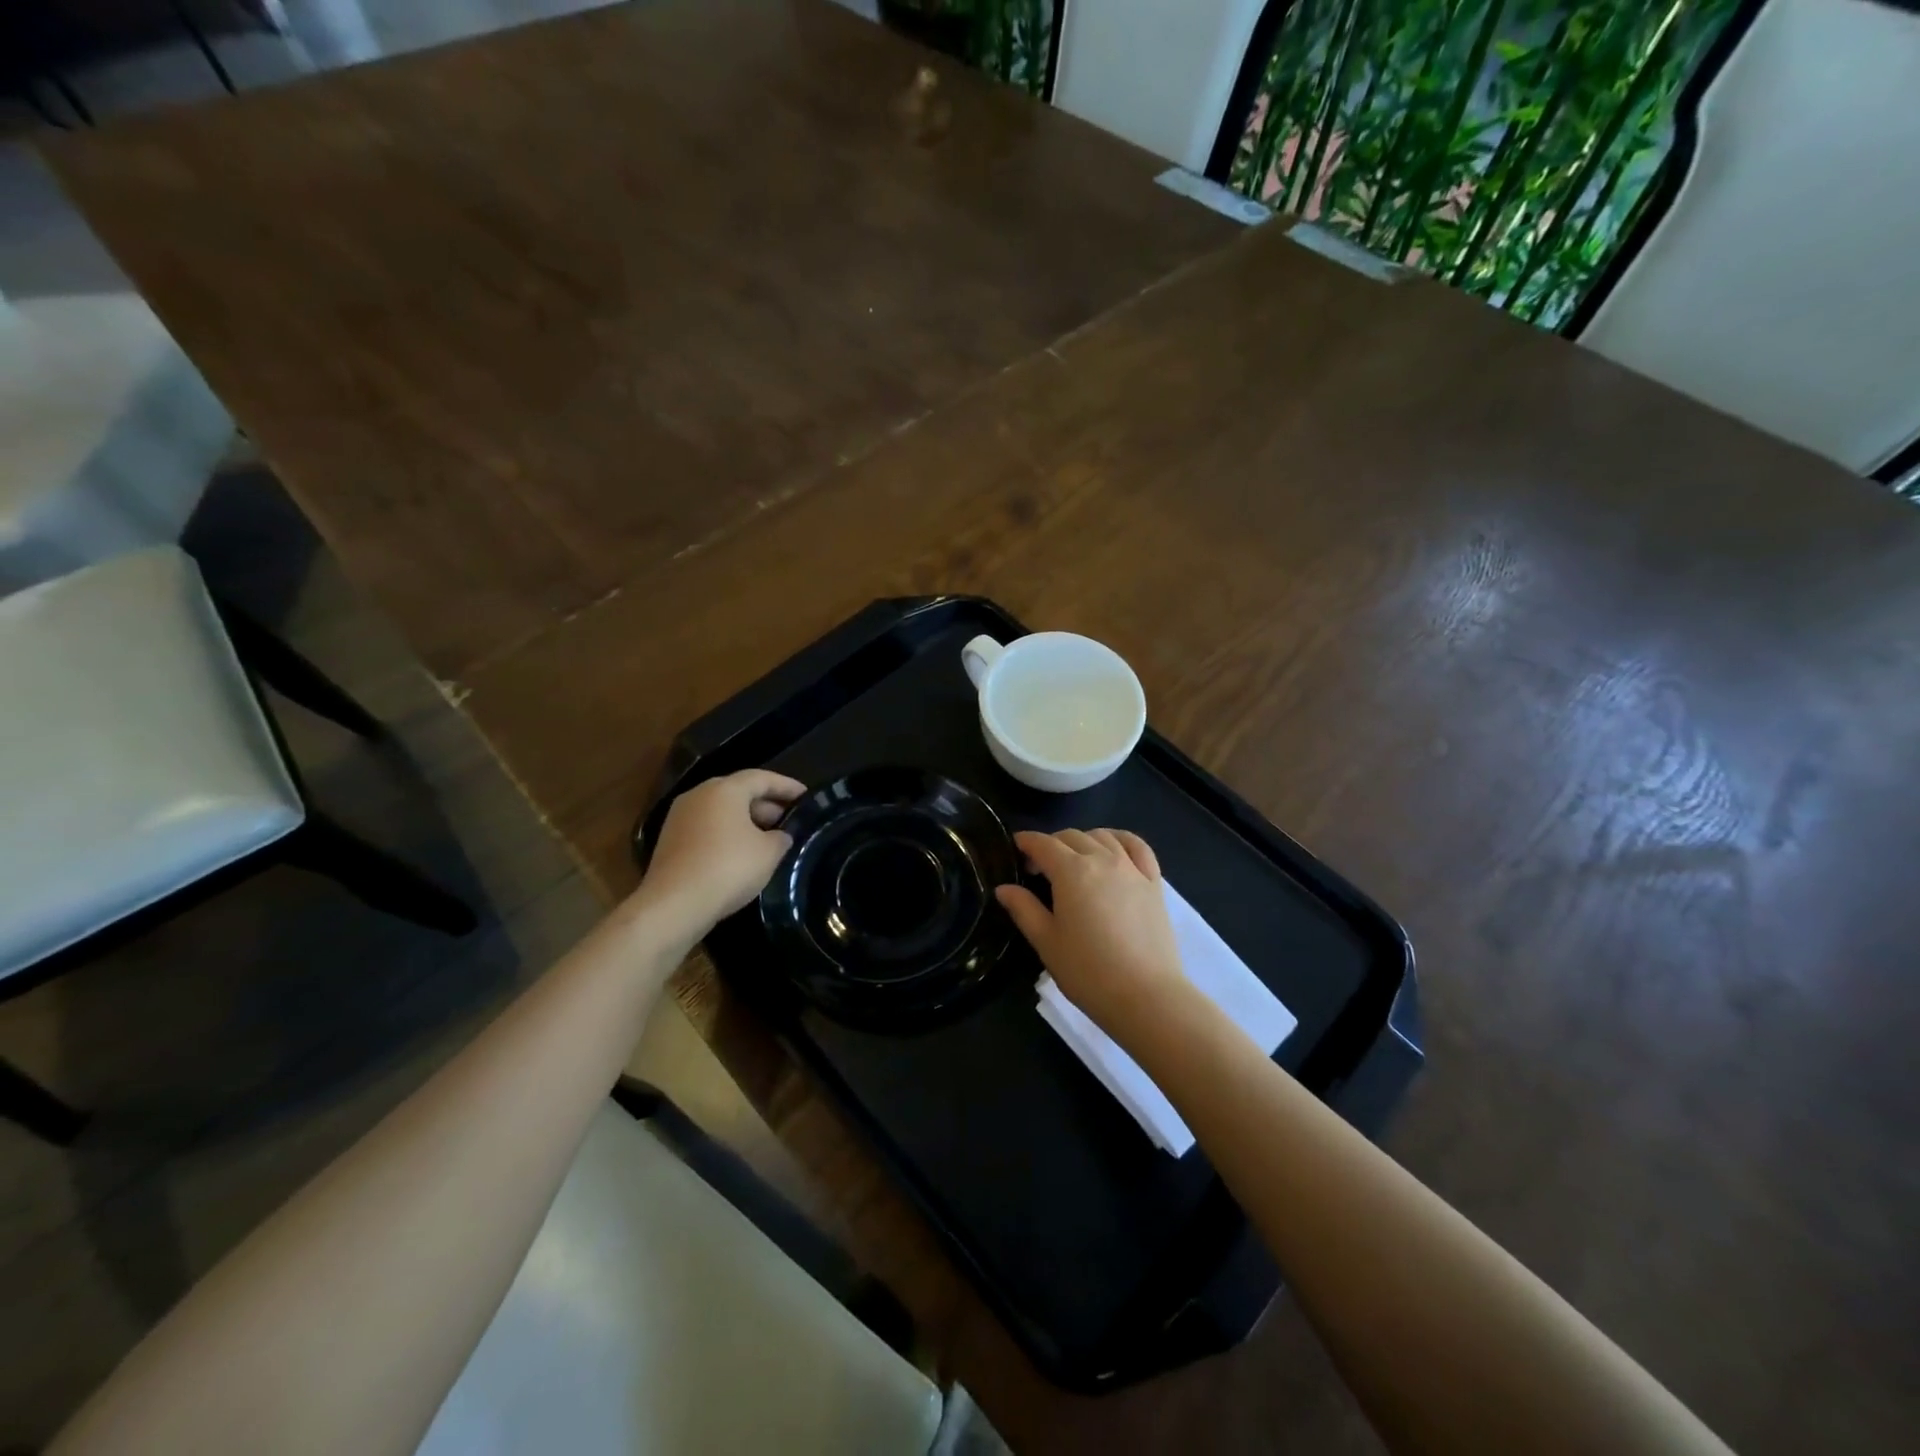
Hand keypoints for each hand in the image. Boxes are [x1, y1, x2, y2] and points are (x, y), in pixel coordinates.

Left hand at [641, 769, 805, 931]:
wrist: (674, 905)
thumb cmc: (728, 868)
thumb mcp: (769, 853)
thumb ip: (781, 838)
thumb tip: (780, 836)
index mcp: (724, 790)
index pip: (762, 778)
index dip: (787, 786)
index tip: (807, 796)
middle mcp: (698, 796)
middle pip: (739, 792)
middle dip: (767, 805)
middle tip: (790, 820)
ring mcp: (680, 818)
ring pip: (722, 811)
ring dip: (747, 821)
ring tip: (770, 839)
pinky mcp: (670, 841)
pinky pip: (707, 829)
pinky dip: (728, 835)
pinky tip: (743, 855)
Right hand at [995, 829, 1188, 1040]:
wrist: (1146, 995)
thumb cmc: (1088, 971)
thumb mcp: (1046, 942)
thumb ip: (1024, 909)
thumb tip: (1004, 888)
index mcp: (1071, 871)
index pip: (1043, 844)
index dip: (1026, 842)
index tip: (1016, 849)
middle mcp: (1102, 859)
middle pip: (1072, 836)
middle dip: (1051, 843)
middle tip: (1039, 867)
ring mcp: (1132, 868)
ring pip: (1104, 836)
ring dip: (1083, 840)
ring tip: (1075, 860)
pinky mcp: (1154, 883)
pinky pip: (1138, 847)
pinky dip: (1121, 839)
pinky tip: (1114, 849)